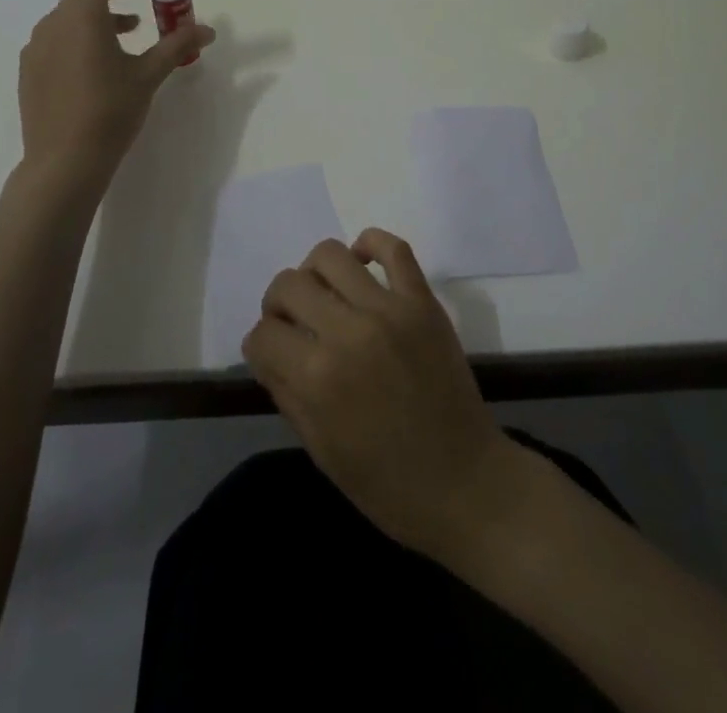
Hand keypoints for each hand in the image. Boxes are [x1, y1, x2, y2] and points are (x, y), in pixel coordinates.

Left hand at [17, 0, 214, 184]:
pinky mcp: (30, 72)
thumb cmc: (110, 112)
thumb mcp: (148, 76)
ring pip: (69, 18)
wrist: (63, 162)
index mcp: (82, 18)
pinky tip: (98, 61)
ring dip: (98, 16)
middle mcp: (53, 25)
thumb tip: (206, 30)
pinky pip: (57, 40)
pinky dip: (79, 36)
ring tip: (128, 31)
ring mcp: (36, 49)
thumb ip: (177, 47)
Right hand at [243, 228, 521, 559]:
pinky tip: (362, 263)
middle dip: (277, 304)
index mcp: (317, 377)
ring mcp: (388, 310)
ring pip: (330, 254)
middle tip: (293, 323)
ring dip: (314, 272)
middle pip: (288, 285)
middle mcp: (347, 332)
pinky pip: (394, 248)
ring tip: (325, 294)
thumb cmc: (387, 484)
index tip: (272, 354)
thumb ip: (287, 392)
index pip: (263, 334)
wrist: (466, 484)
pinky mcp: (422, 301)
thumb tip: (268, 351)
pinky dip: (371, 243)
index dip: (261, 345)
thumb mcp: (321, 449)